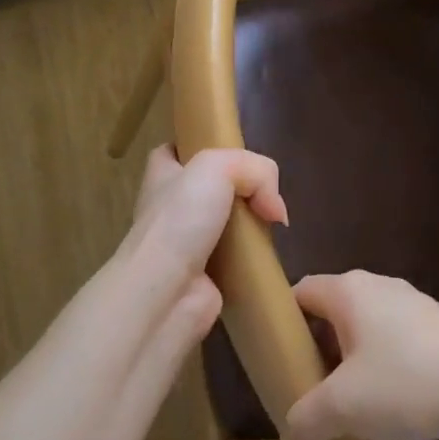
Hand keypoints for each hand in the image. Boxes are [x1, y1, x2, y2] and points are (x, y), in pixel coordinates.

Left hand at [119, 145, 286, 343]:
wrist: (166, 293)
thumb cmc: (180, 218)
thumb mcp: (219, 166)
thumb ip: (257, 171)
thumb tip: (276, 210)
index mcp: (162, 174)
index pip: (178, 150)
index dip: (203, 146)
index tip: (232, 152)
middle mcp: (171, 206)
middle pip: (213, 186)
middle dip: (241, 188)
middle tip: (264, 192)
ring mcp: (188, 243)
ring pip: (229, 221)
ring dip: (252, 224)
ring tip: (272, 223)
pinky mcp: (207, 275)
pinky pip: (238, 257)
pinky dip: (254, 256)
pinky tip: (268, 253)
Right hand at [284, 271, 438, 439]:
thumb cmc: (407, 379)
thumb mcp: (345, 407)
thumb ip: (306, 419)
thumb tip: (292, 436)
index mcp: (348, 290)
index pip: (300, 292)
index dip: (283, 323)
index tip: (278, 362)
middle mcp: (376, 285)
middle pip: (332, 311)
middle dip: (318, 350)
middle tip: (311, 394)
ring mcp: (410, 302)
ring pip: (364, 327)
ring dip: (352, 362)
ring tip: (350, 408)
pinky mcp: (436, 324)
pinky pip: (394, 339)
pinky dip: (383, 366)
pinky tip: (392, 405)